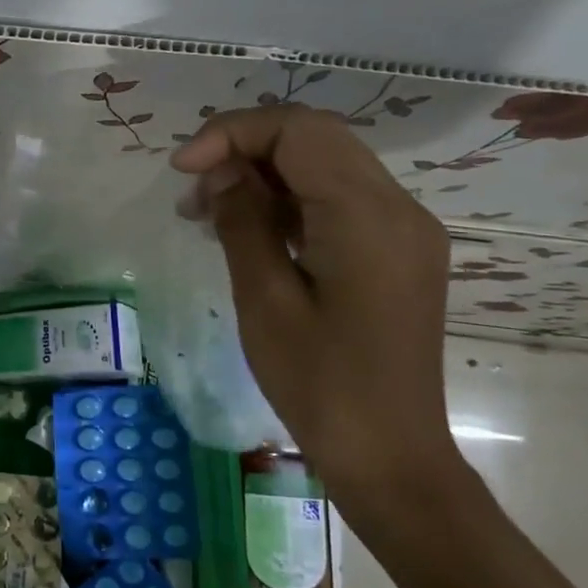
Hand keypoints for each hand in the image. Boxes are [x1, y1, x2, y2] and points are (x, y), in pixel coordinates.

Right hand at [171, 104, 461, 514]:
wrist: (390, 457)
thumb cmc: (319, 384)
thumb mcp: (264, 299)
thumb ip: (242, 219)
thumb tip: (220, 169)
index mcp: (368, 216)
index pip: (298, 131)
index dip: (232, 133)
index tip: (182, 168)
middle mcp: (399, 207)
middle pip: (315, 138)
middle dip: (245, 149)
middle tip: (193, 189)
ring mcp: (405, 229)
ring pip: (326, 165)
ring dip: (265, 174)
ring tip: (208, 212)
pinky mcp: (398, 251)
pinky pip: (339, 199)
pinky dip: (290, 200)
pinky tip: (250, 229)